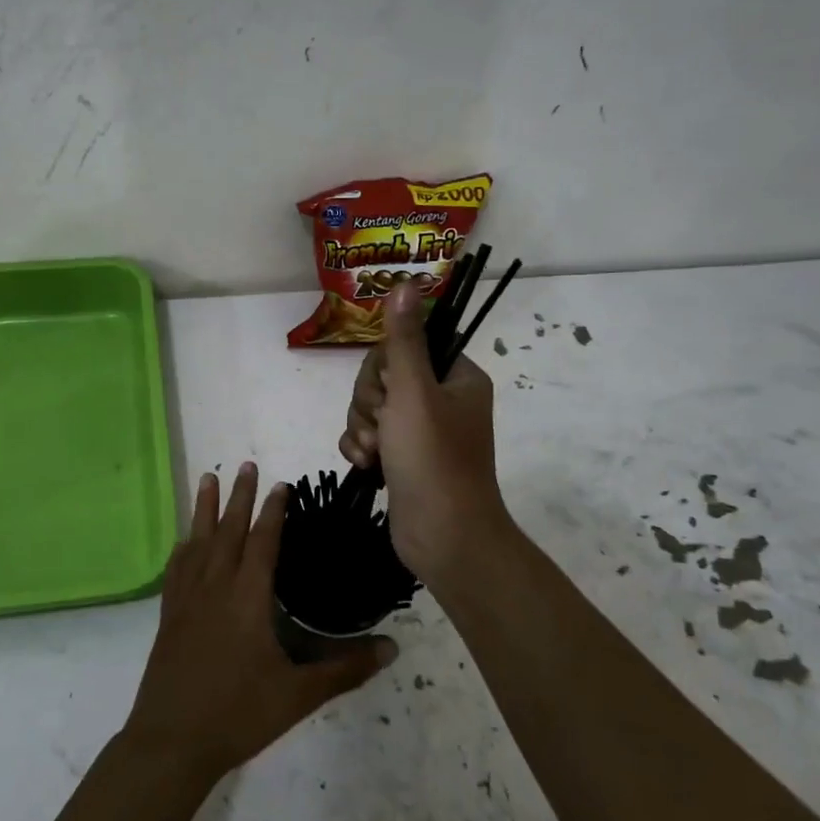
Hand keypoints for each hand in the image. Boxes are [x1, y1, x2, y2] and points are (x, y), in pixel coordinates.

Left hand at [122, 463, 396, 782]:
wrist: (171, 741)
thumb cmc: (238, 715)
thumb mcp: (297, 695)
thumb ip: (344, 669)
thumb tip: (392, 649)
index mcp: (247, 598)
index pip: (263, 543)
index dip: (273, 512)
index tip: (281, 485)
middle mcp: (215, 587)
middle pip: (228, 531)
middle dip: (238, 497)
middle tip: (244, 464)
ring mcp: (186, 600)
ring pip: (198, 542)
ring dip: (206, 509)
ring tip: (209, 478)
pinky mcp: (168, 615)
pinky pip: (177, 568)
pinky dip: (184, 546)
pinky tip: (185, 541)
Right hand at [339, 283, 514, 588]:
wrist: (443, 537)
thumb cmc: (432, 459)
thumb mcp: (413, 392)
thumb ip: (403, 340)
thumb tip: (406, 283)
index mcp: (457, 377)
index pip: (405, 347)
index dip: (383, 368)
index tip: (387, 391)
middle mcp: (442, 400)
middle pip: (382, 378)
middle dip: (370, 404)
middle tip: (382, 429)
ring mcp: (422, 431)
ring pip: (371, 409)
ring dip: (363, 429)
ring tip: (375, 455)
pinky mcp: (404, 458)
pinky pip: (370, 436)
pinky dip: (362, 449)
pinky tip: (366, 467)